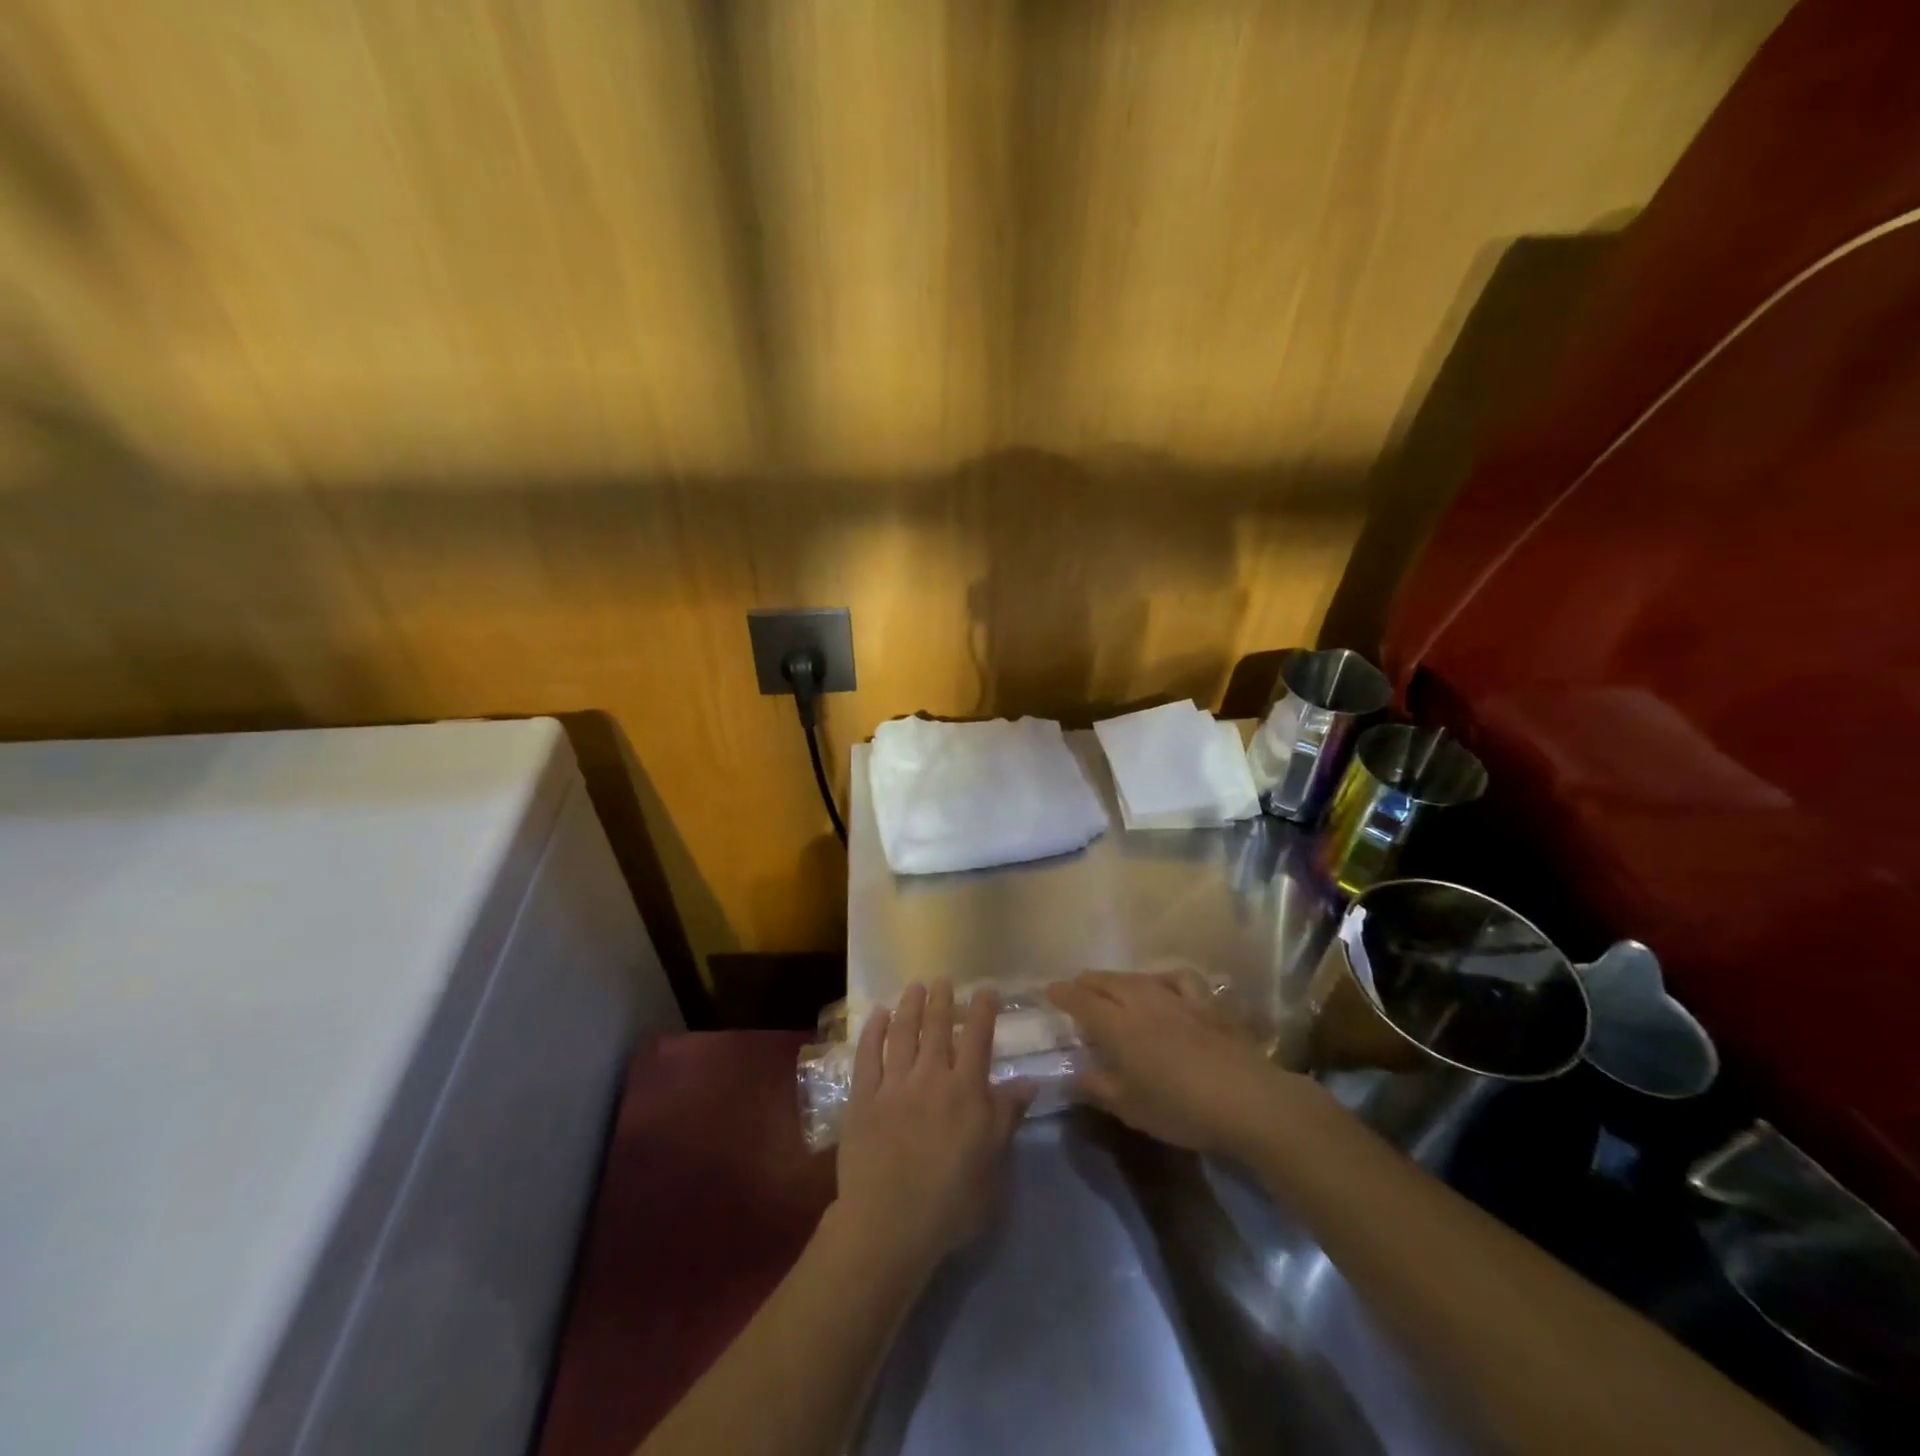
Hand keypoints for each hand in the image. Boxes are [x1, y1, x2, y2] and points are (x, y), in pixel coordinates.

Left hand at [832, 981, 1031, 1276]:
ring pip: (902, 1033)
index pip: (978, 1039)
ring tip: (914, 986)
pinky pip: (867, 1055)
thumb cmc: (952, 1202)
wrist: (890, 1224)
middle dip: (942, 999)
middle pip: (937, 1027)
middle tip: (943, 979)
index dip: (982, 1010)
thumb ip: (1008, 1117)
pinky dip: (872, 1031)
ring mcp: (894, 1085)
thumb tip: (1030, 1081)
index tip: (985, 989)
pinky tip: (877, 1015)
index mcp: (966, 1091)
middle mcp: (931, 1077)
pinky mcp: (863, 1098)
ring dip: (909, 1006)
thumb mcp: (994, 1164)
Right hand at [1047, 969, 1314, 1158]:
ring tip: (1112, 988)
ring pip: (1138, 977)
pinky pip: (1178, 978)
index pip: (1081, 999)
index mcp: (1117, 1025)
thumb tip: (1069, 1076)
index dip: (1062, 993)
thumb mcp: (1129, 1107)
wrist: (1246, 1100)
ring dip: (1118, 980)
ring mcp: (1176, 997)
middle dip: (1086, 982)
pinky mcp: (1205, 1003)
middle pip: (1106, 981)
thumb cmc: (1180, 1108)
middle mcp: (1142, 1001)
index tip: (1048, 991)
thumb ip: (1096, 1087)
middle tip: (1075, 990)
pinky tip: (1164, 985)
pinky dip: (1163, 978)